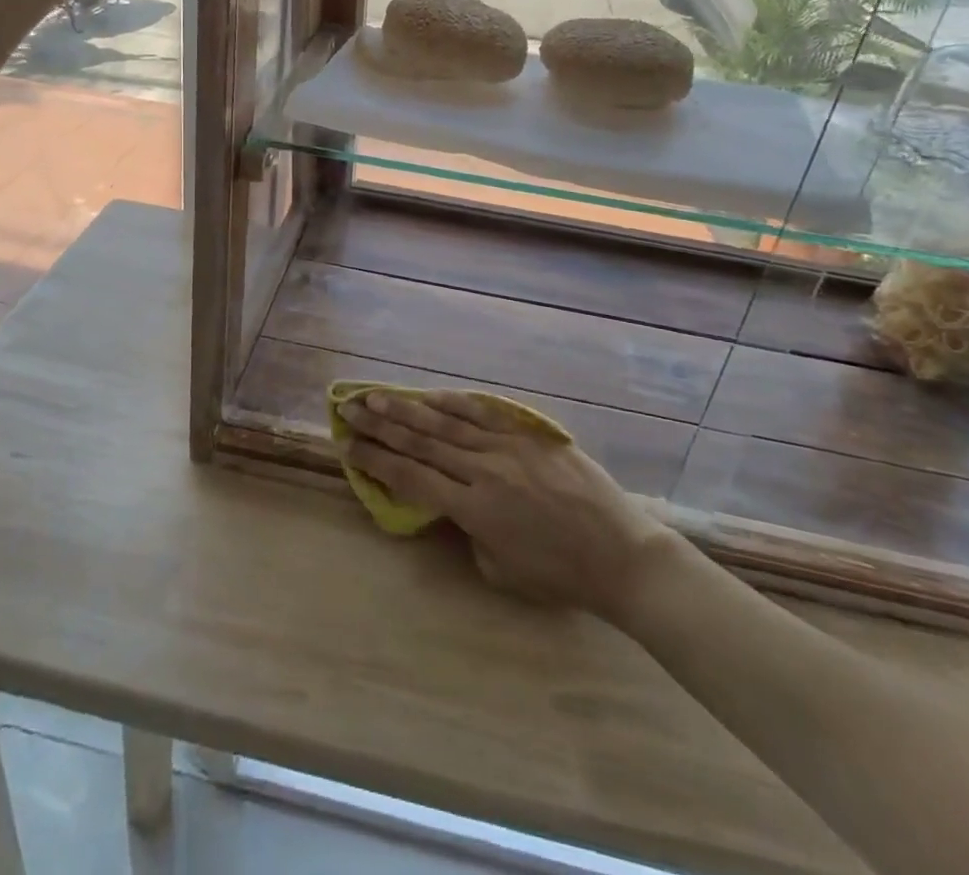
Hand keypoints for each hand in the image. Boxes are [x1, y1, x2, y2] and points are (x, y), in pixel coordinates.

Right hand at [339, 390, 673, 620]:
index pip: (411, 478)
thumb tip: (454, 504)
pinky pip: (484, 413)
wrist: (621, 554)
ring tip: (376, 395)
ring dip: (407, 407)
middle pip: (420, 442)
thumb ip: (469, 532)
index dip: (376, 461)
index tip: (347, 446)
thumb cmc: (559, 574)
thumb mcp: (500, 569)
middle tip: (348, 408)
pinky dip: (454, 402)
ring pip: (447, 422)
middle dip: (380, 425)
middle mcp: (483, 470)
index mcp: (473, 509)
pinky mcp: (529, 434)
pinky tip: (432, 395)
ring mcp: (507, 446)